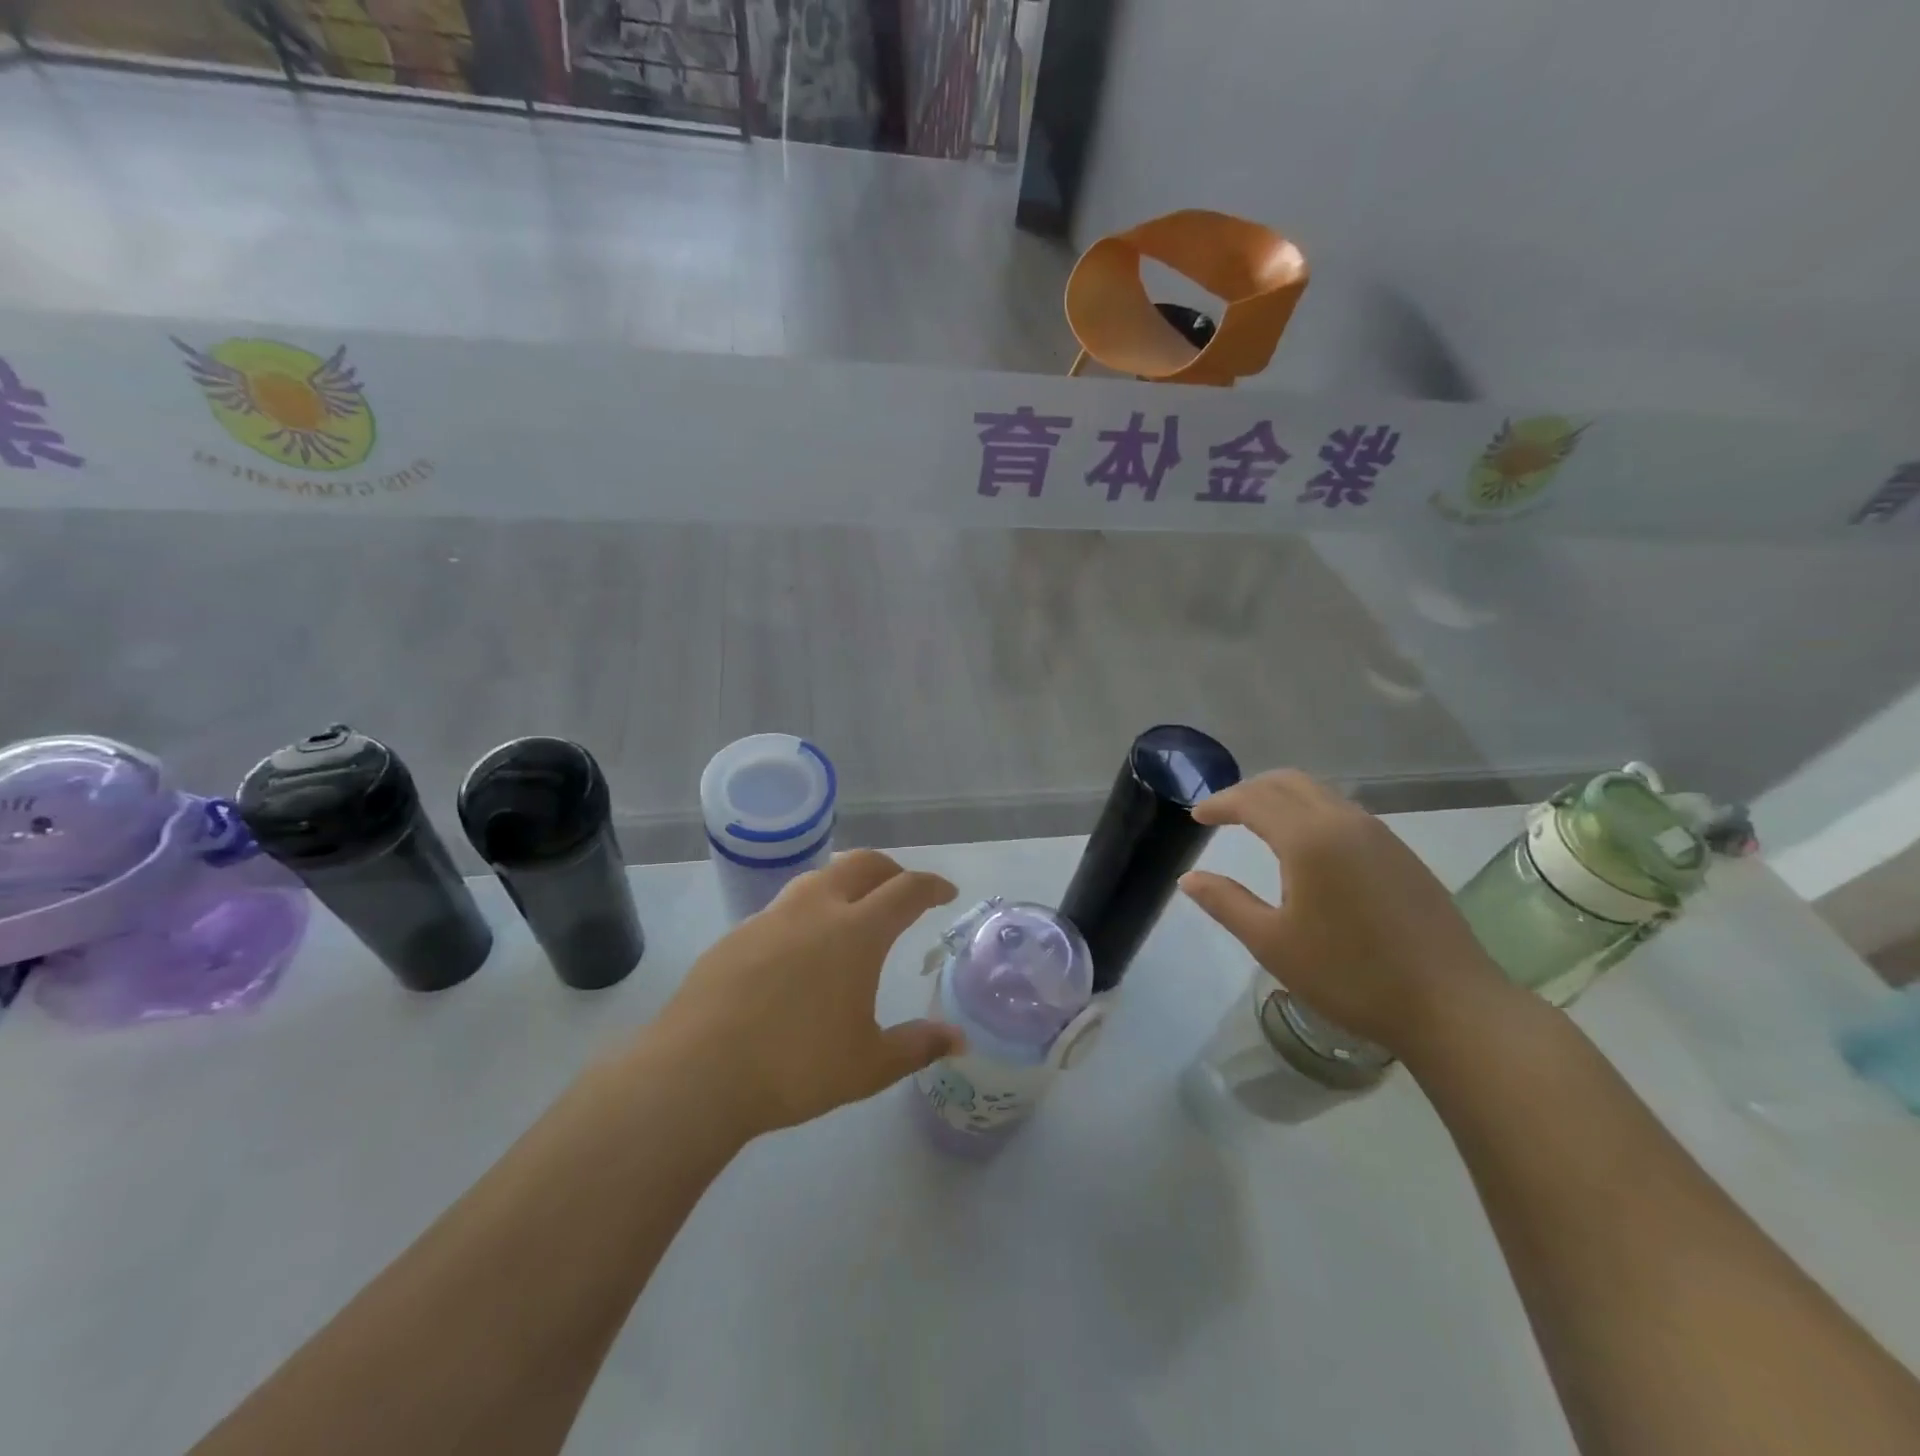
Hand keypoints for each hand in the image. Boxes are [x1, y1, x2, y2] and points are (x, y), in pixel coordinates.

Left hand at [653, 850, 963, 1136]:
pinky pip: (783, 908)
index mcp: (856, 931)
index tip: (945, 892)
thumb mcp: (868, 1065)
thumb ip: (917, 1046)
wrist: (697, 1072)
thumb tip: (958, 1039)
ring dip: (845, 882)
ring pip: (818, 878)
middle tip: (903, 890)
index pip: (906, 890)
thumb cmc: (795, 1066)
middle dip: (890, 870)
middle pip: (861, 864)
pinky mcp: (736, 935)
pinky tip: (800, 949)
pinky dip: (807, 912)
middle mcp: (816, 909)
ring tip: (853, 909)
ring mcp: (771, 917)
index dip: (931, 886)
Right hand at [1180, 770, 1511, 1055]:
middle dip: (1249, 790)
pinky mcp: (1401, 854)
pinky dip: (1311, 812)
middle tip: (1223, 813)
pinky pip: (1344, 812)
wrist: (1452, 1005)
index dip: (1220, 804)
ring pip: (1319, 793)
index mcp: (1308, 839)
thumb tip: (1188, 878)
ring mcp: (1379, 835)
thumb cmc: (1350, 975)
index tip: (1196, 817)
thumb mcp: (1273, 943)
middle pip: (1288, 782)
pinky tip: (1307, 846)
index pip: (1253, 800)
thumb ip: (1225, 903)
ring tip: (1258, 824)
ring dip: (1282, 798)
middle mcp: (1344, 822)